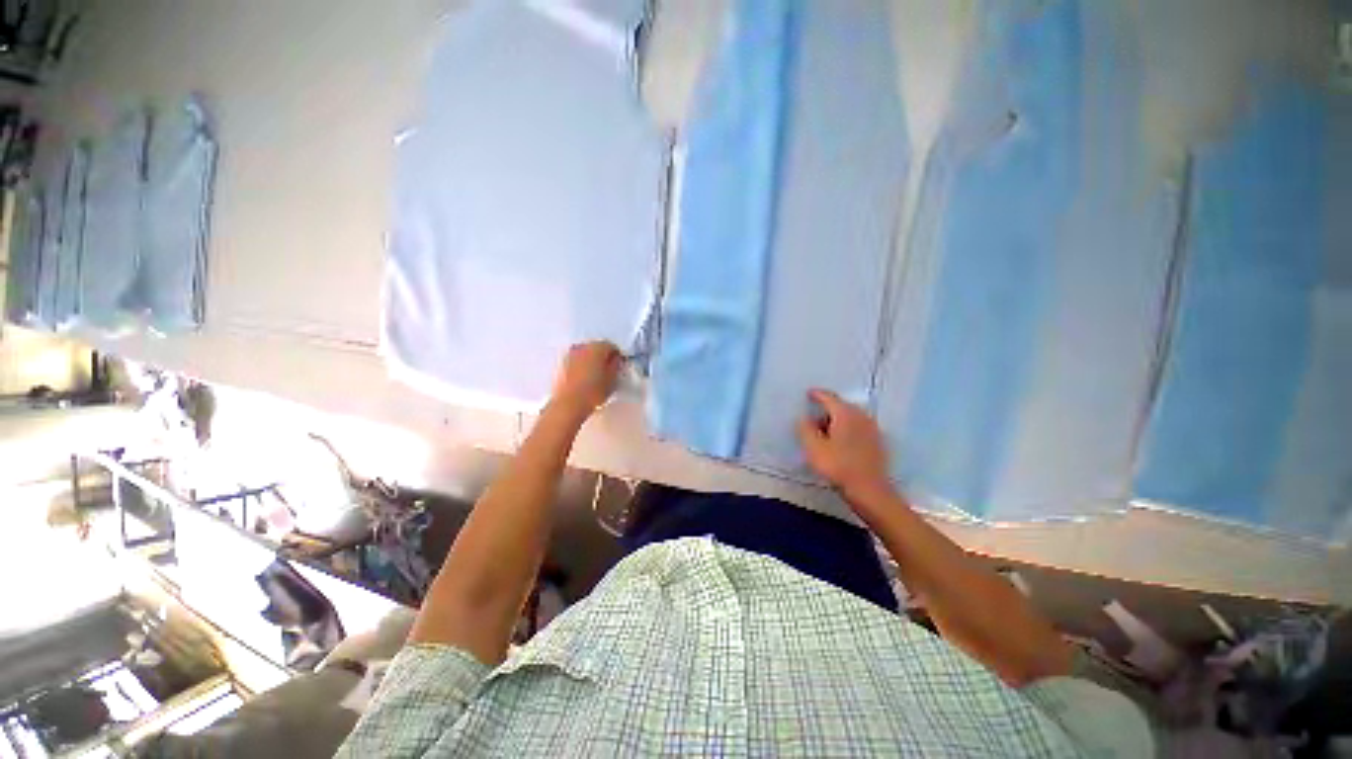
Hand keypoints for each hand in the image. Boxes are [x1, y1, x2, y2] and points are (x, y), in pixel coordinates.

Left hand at [550, 341, 622, 419]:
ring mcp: (570, 354)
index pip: (611, 345)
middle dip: (604, 356)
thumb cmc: (594, 391)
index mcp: (597, 347)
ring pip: (586, 353)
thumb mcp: (612, 379)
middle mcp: (582, 347)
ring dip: (592, 360)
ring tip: (597, 374)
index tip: (619, 365)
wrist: (568, 403)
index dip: (617, 355)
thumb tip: (615, 360)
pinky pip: (577, 360)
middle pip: (597, 347)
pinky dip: (583, 365)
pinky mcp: (562, 364)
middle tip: (609, 369)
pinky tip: (586, 377)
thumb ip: (616, 365)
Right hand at [797, 389, 894, 502]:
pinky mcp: (877, 442)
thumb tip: (804, 418)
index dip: (817, 394)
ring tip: (824, 431)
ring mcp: (872, 429)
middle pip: (841, 406)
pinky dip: (847, 429)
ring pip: (850, 417)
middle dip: (827, 409)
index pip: (829, 397)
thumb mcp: (813, 447)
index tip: (808, 393)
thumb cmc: (838, 466)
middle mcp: (861, 416)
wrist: (869, 490)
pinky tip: (840, 441)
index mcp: (845, 414)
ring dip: (837, 420)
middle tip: (813, 417)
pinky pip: (858, 428)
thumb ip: (805, 429)